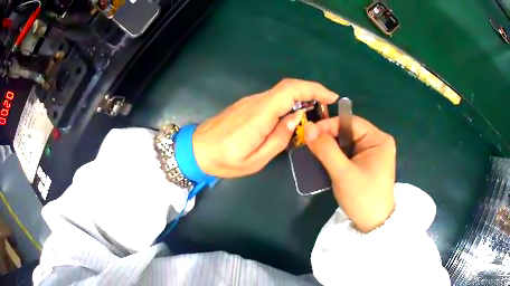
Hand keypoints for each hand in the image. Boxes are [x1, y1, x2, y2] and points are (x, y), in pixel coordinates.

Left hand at [193, 79, 338, 177]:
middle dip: (312, 93)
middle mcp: (256, 102)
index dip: (314, 89)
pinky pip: (273, 99)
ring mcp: (250, 102)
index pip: (290, 90)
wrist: (196, 150)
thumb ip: (279, 138)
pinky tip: (293, 117)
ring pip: (281, 93)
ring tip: (314, 115)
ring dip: (302, 98)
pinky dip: (289, 103)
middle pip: (288, 87)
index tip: (331, 97)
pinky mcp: (247, 105)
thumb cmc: (224, 160)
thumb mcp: (255, 160)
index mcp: (259, 115)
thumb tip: (297, 116)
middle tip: (325, 110)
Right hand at [304, 116, 395, 232]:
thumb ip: (326, 150)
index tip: (309, 133)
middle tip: (310, 145)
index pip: (350, 123)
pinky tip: (326, 162)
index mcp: (379, 140)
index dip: (329, 125)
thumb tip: (308, 127)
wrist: (373, 224)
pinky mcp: (367, 163)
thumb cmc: (363, 198)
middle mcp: (378, 142)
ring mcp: (373, 153)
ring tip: (314, 153)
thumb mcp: (343, 174)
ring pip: (347, 142)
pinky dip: (336, 156)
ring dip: (331, 148)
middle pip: (349, 131)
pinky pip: (349, 153)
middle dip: (329, 138)